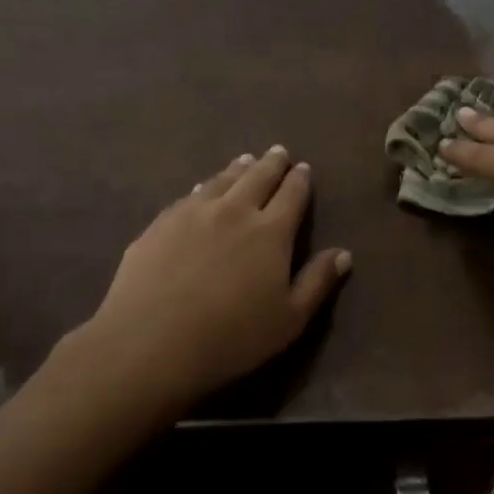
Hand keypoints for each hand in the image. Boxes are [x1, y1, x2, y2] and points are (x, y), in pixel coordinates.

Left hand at [73, 146, 351, 404]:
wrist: (150, 342)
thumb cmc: (231, 336)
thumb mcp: (289, 319)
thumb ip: (318, 282)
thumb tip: (344, 253)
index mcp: (271, 231)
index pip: (292, 194)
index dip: (300, 180)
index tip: (304, 168)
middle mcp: (234, 211)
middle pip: (258, 177)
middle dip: (272, 163)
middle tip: (278, 152)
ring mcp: (193, 213)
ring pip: (222, 180)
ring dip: (238, 168)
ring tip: (245, 160)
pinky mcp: (161, 224)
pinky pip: (189, 195)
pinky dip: (204, 186)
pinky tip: (203, 188)